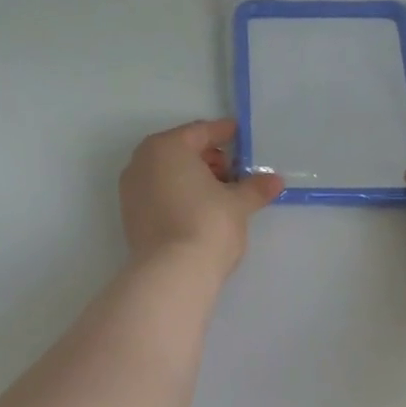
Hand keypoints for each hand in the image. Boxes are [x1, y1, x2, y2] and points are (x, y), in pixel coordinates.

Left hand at [119, 119, 284, 280]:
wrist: (172, 273)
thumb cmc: (207, 224)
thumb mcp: (238, 204)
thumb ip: (255, 188)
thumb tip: (274, 181)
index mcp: (166, 147)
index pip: (199, 132)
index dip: (223, 133)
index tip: (238, 135)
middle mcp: (142, 162)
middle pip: (180, 152)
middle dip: (208, 159)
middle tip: (234, 173)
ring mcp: (131, 191)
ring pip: (168, 175)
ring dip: (193, 179)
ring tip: (221, 195)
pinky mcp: (130, 217)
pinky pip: (159, 195)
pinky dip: (178, 196)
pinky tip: (199, 211)